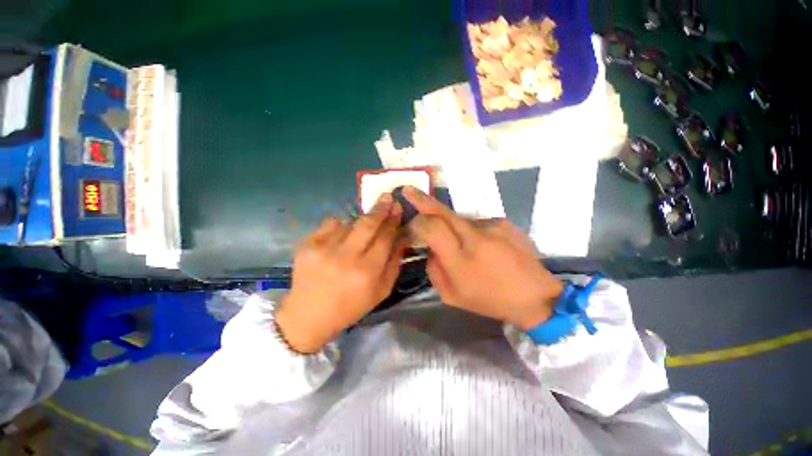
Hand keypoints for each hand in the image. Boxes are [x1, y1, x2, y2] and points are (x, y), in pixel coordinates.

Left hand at [275, 194, 406, 352]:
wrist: (308, 315)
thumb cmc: (351, 306)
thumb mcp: (381, 291)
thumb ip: (394, 262)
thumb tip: (401, 236)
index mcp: (367, 272)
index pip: (385, 237)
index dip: (393, 220)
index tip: (398, 208)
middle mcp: (345, 257)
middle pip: (368, 224)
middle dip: (380, 208)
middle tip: (387, 197)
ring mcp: (324, 248)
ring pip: (349, 221)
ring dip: (359, 221)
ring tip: (360, 230)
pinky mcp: (307, 244)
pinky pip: (331, 223)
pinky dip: (339, 226)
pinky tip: (340, 237)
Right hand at [403, 187, 562, 329]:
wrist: (536, 296)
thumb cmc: (490, 300)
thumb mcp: (451, 296)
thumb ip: (434, 269)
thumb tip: (431, 248)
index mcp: (460, 260)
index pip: (431, 227)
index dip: (417, 221)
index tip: (412, 223)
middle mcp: (475, 237)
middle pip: (443, 212)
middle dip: (422, 200)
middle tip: (408, 190)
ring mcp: (492, 226)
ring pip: (459, 218)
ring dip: (452, 227)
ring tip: (465, 247)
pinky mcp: (504, 222)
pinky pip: (477, 223)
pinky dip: (472, 232)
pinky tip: (483, 246)